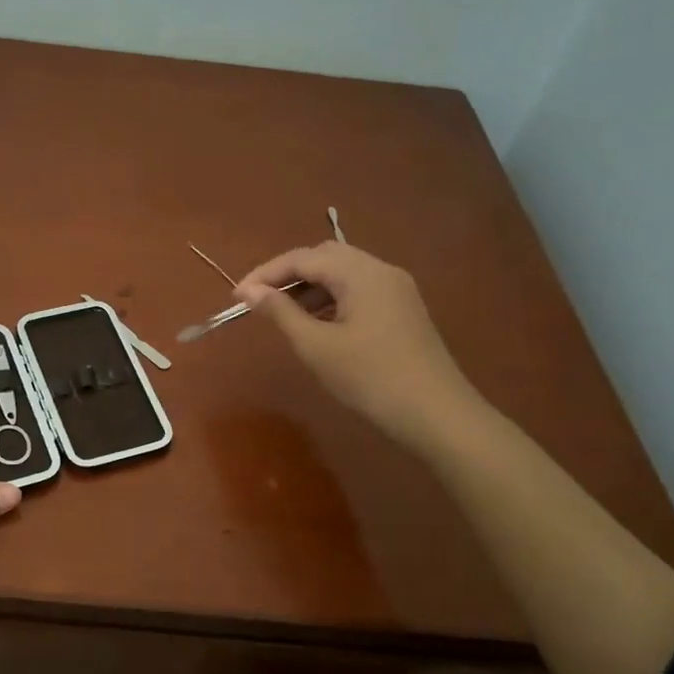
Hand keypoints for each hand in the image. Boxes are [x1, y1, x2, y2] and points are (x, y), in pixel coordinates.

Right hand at [235, 242, 483, 448]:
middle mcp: (381, 271)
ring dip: (309, 288)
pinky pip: (359, 291)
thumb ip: (281, 313)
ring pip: (343, 274)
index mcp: (361, 273)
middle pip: (325, 257)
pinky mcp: (403, 311)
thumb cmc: (370, 379)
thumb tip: (250, 291)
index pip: (303, 258)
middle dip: (288, 274)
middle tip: (259, 301)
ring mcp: (397, 290)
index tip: (236, 296)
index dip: (266, 273)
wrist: (437, 415)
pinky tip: (317, 325)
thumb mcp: (317, 346)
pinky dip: (331, 300)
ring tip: (282, 315)